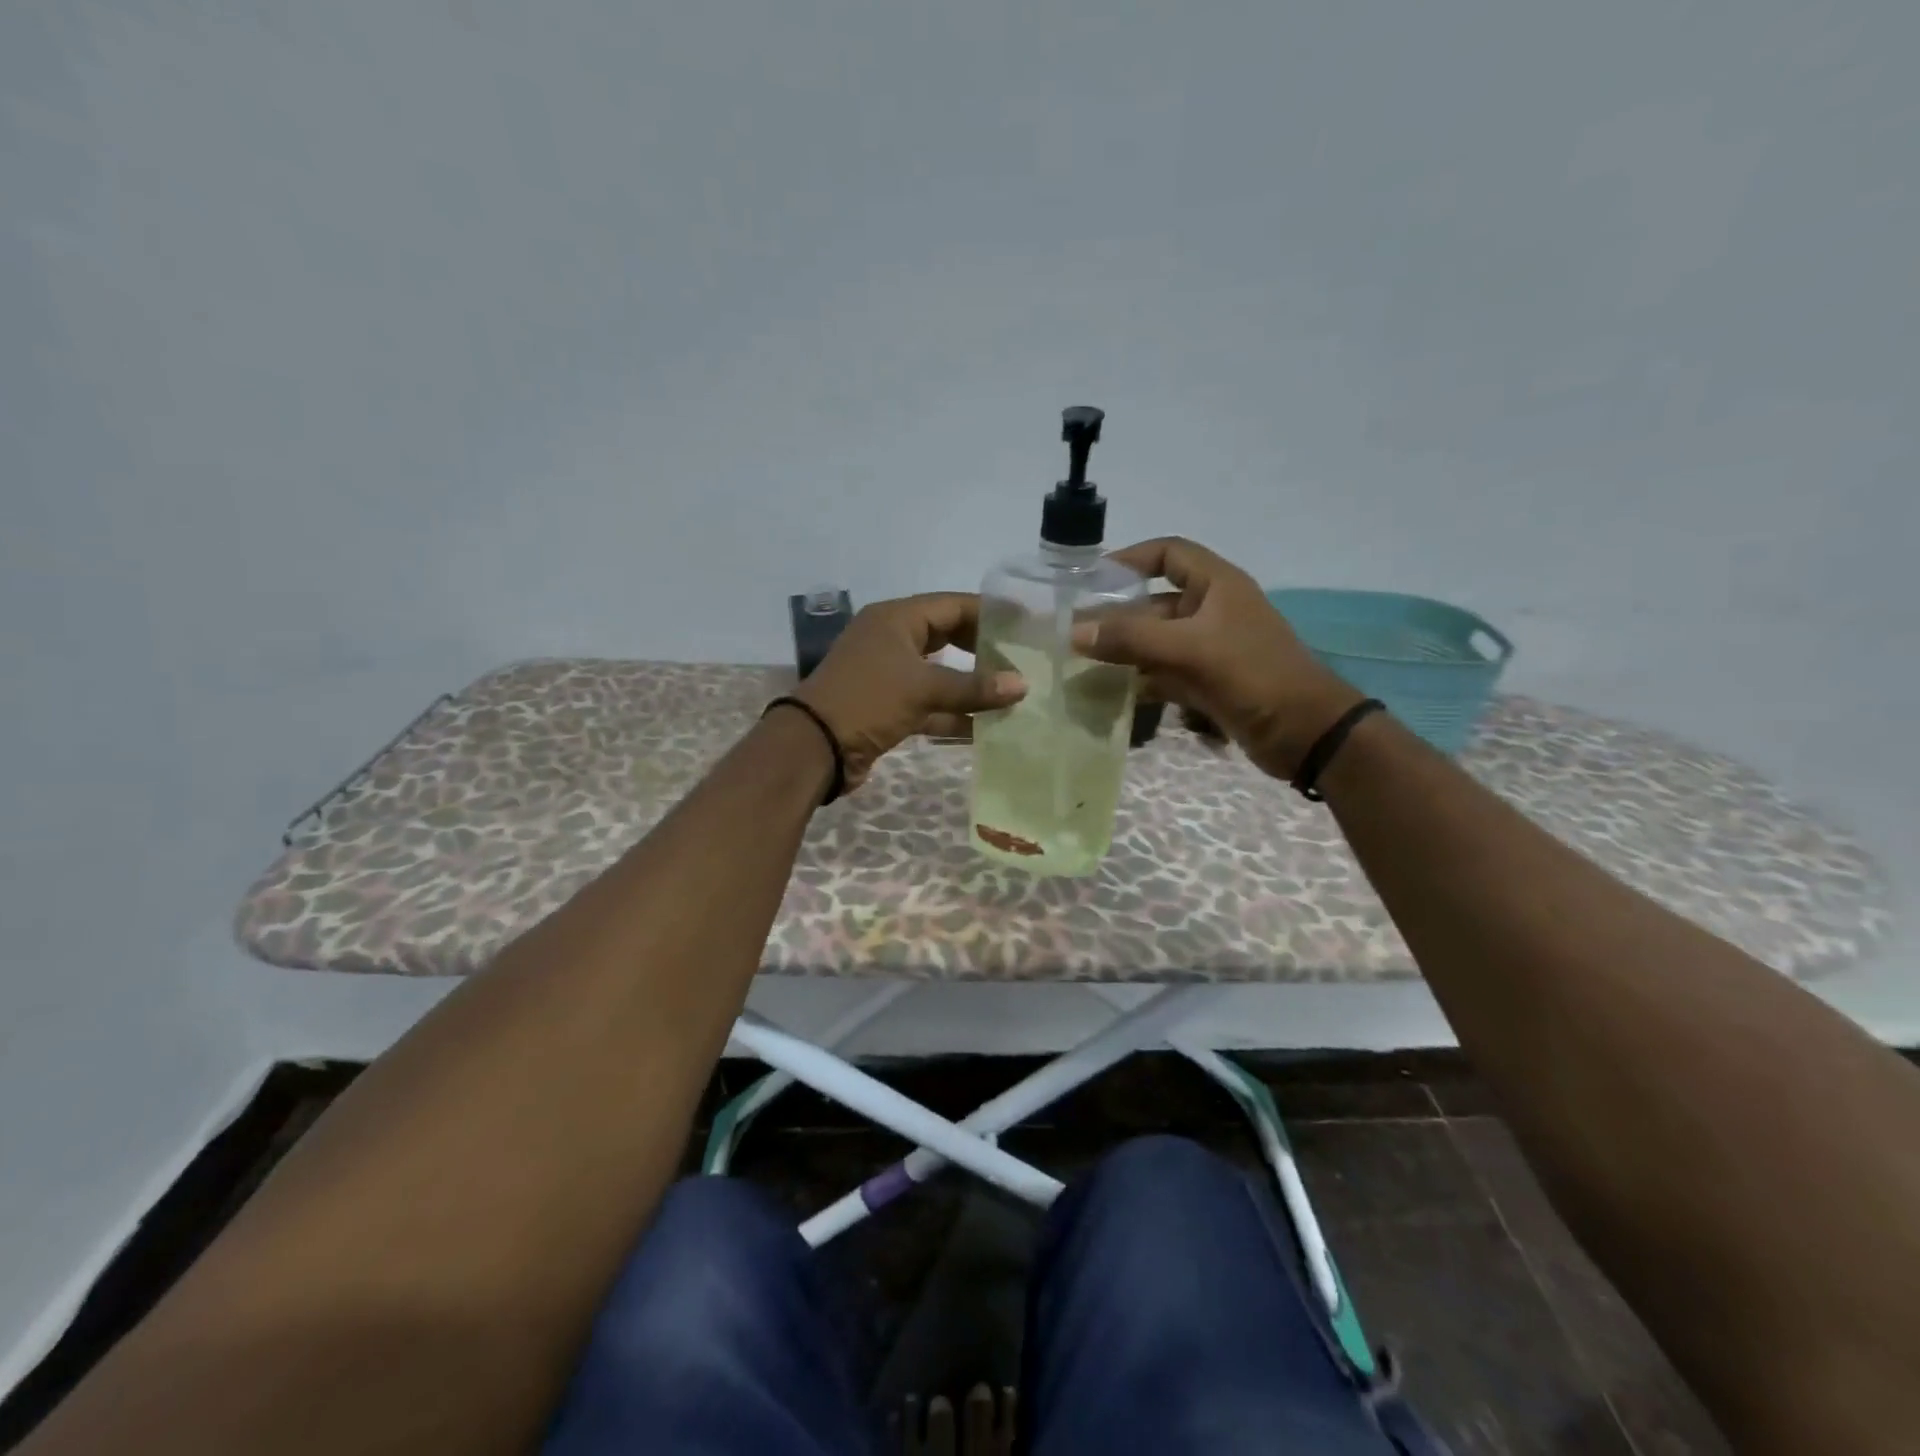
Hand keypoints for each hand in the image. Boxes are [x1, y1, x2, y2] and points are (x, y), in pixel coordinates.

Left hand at [795, 593, 1024, 791]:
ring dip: (971, 686)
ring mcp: (889, 675)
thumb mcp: (922, 688)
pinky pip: (929, 705)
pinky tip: (986, 728)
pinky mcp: (889, 707)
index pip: (952, 605)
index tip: (1025, 622)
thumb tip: (1022, 685)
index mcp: (896, 619)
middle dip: (983, 649)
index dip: (989, 612)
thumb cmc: (868, 700)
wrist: (815, 746)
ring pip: (940, 674)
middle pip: (947, 637)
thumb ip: (973, 687)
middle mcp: (892, 640)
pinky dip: (954, 715)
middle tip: (1021, 658)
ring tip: (1012, 694)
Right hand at [1074, 538, 1361, 779]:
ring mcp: (1210, 649)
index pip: (1169, 553)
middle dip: (1116, 617)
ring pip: (1156, 642)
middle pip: (1154, 603)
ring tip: (1082, 665)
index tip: (1091, 580)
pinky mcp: (1208, 682)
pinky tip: (1111, 694)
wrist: (1306, 733)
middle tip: (1073, 634)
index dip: (1130, 559)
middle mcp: (1211, 611)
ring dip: (1123, 652)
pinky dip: (1139, 681)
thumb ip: (1131, 638)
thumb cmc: (1253, 675)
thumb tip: (1074, 632)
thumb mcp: (1190, 649)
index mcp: (1217, 585)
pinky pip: (1164, 673)